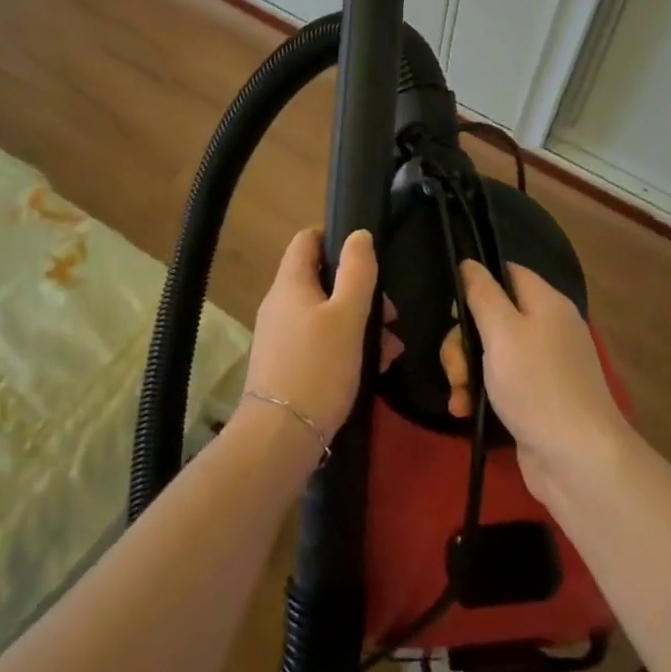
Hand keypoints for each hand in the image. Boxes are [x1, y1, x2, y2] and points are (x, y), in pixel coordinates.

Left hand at [243, 228, 379, 449]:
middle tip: (390, 312)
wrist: (281, 436)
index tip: (368, 256)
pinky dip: (346, 345)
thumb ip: (357, 272)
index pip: (307, 239)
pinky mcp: (286, 364)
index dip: (336, 237)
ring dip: (360, 322)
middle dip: (360, 290)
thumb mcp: (347, 316)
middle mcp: (280, 304)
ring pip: (325, 313)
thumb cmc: (318, 367)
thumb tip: (359, 235)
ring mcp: (280, 335)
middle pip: (321, 278)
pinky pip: (320, 341)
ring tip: (391, 347)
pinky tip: (374, 366)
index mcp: (290, 283)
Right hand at [451, 261, 630, 499]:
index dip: (478, 282)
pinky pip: (499, 383)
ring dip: (465, 372)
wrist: (578, 460)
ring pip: (490, 353)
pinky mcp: (535, 399)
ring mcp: (543, 366)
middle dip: (463, 341)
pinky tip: (464, 411)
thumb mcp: (502, 332)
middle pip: (492, 316)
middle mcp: (548, 329)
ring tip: (458, 396)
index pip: (508, 273)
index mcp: (546, 304)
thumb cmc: (537, 386)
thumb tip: (469, 263)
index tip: (453, 306)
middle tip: (455, 367)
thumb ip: (482, 294)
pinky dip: (478, 394)